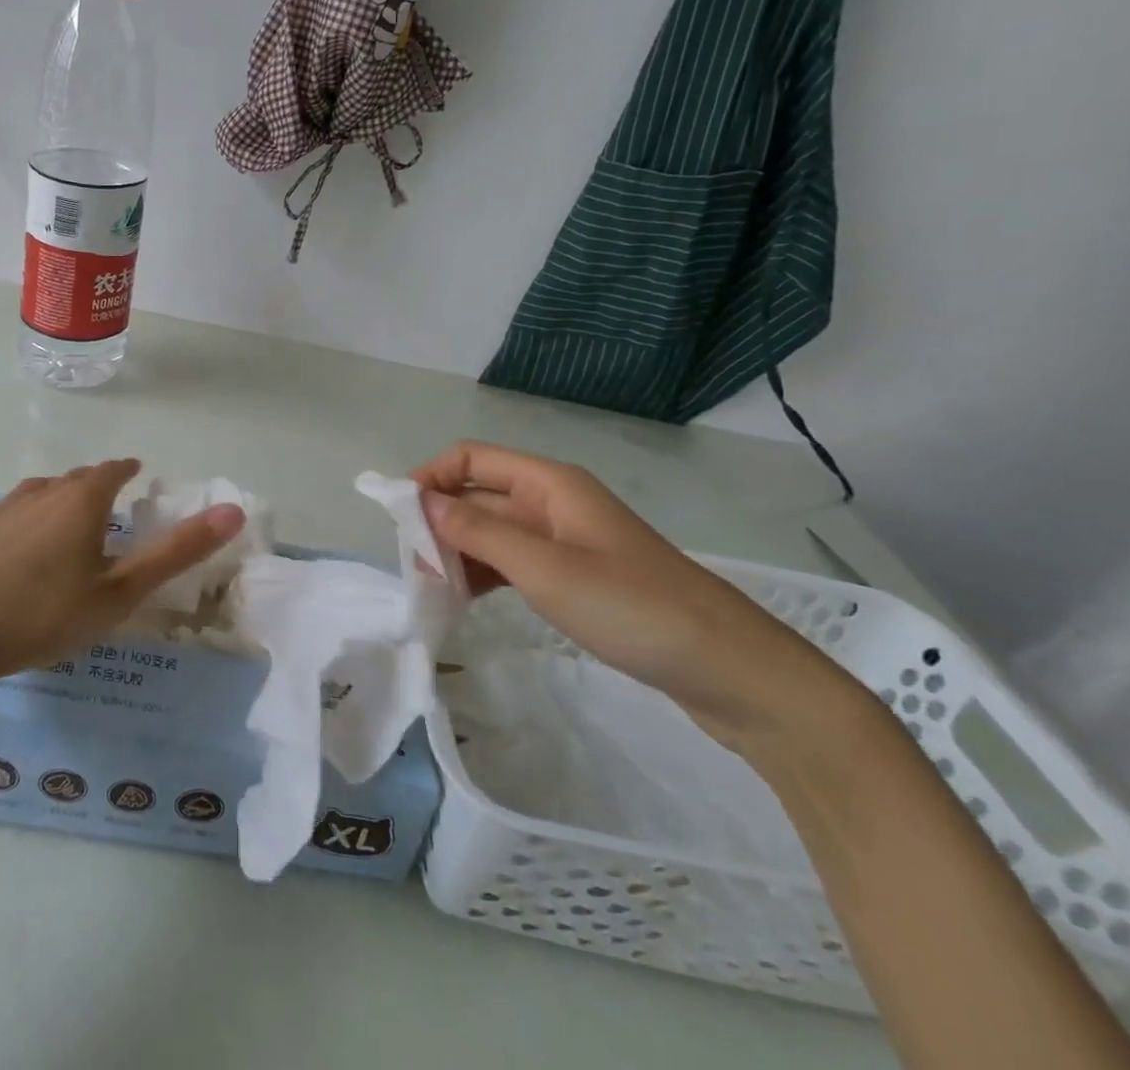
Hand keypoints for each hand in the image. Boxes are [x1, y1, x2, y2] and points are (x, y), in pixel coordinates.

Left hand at [0, 460, 243, 691]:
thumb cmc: (44, 614)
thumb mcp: (120, 593)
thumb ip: (176, 552)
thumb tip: (234, 512)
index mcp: (81, 501)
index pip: (111, 471)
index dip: (126, 470)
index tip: (135, 473)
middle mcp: (41, 493)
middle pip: (76, 479)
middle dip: (95, 485)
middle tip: (108, 503)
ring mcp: (1, 510)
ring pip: (39, 492)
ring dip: (59, 498)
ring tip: (66, 519)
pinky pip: (9, 513)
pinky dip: (26, 519)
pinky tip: (17, 544)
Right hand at [413, 442, 857, 756]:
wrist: (731, 671)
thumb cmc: (633, 608)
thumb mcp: (545, 569)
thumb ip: (479, 532)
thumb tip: (422, 502)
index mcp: (549, 484)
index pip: (471, 458)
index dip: (430, 477)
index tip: (397, 517)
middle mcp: (553, 501)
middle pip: (479, 494)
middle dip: (439, 521)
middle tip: (410, 566)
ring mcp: (566, 539)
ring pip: (493, 530)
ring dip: (458, 551)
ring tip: (431, 589)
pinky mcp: (575, 574)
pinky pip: (513, 560)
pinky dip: (485, 573)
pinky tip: (465, 601)